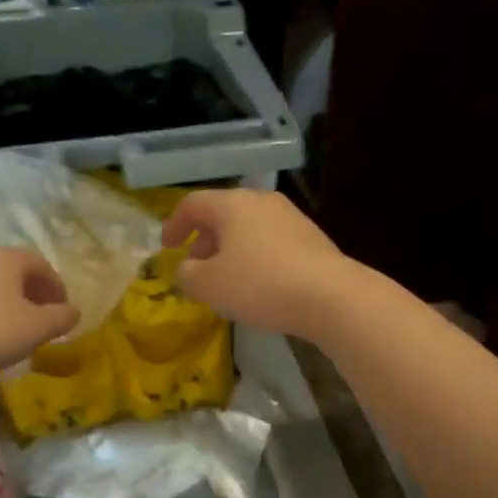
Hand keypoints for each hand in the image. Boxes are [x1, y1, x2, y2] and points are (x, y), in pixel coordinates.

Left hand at [0, 248, 81, 378]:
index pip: (40, 263)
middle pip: (14, 272)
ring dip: (9, 304)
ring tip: (17, 330)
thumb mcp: (37, 327)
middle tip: (44, 319)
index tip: (64, 310)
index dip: (57, 286)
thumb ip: (61, 317)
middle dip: (33, 294)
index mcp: (5, 257)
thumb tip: (75, 311)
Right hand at [160, 189, 359, 337]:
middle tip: (196, 267)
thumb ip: (187, 274)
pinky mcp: (311, 237)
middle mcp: (261, 201)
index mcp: (232, 204)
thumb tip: (186, 269)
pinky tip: (258, 283)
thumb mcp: (208, 285)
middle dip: (203, 239)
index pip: (192, 204)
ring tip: (226, 278)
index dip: (173, 225)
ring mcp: (290, 216)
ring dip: (230, 249)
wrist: (330, 296)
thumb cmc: (259, 284)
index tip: (167, 248)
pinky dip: (255, 256)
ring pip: (248, 227)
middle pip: (222, 213)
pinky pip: (271, 241)